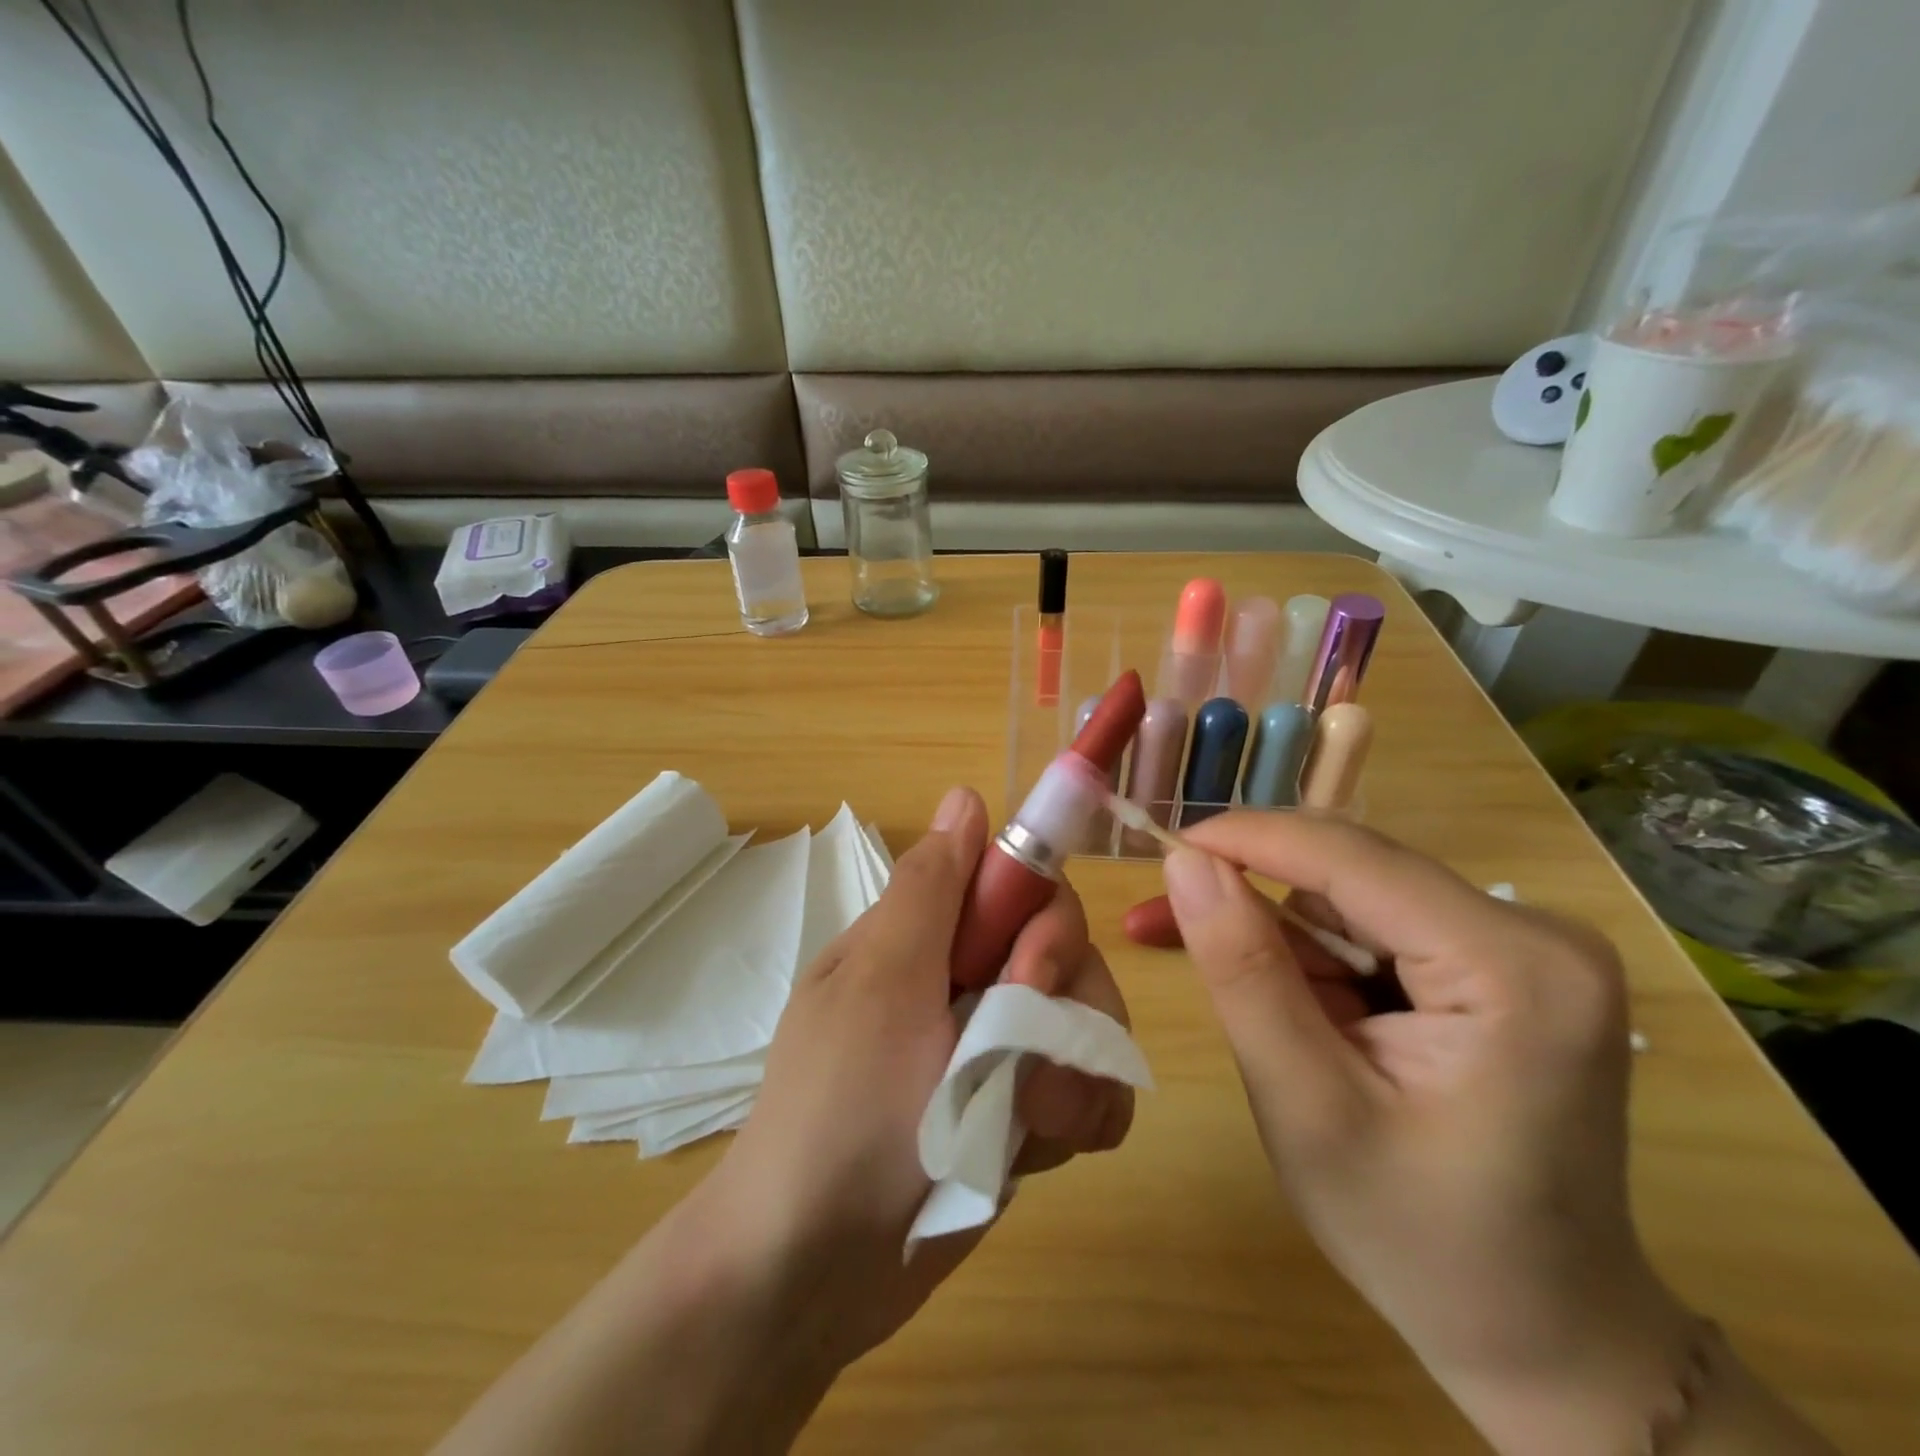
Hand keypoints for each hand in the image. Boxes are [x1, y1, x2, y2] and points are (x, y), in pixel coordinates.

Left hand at [712, 785, 1134, 1371]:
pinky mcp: (1023, 1108)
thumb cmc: (840, 1111)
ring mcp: (1000, 1046)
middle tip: (1022, 1068)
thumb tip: (965, 793)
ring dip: (1075, 1073)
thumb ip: (930, 889)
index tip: (1025, 974)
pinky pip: (1090, 1087)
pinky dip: (1082, 1113)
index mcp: (929, 936)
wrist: (814, 1272)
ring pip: (1089, 1020)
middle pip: (1068, 952)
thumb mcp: (879, 984)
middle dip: (1062, 1006)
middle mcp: (969, 978)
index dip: (1042, 919)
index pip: (1021, 884)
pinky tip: (1046, 1146)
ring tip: (1031, 1125)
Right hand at [1137, 813, 1697, 1454]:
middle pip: (1352, 872)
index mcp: (1515, 967)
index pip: (1348, 857)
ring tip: (1243, 1000)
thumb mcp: (1305, 1106)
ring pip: (1353, 894)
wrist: (1543, 1332)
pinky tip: (1292, 1004)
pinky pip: (1376, 924)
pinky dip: (1316, 956)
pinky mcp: (1503, 962)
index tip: (1159, 848)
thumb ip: (1243, 971)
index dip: (1244, 840)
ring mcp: (1525, 945)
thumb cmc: (1421, 1239)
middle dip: (1254, 896)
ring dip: (1282, 934)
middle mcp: (1535, 933)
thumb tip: (1184, 860)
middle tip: (1161, 926)